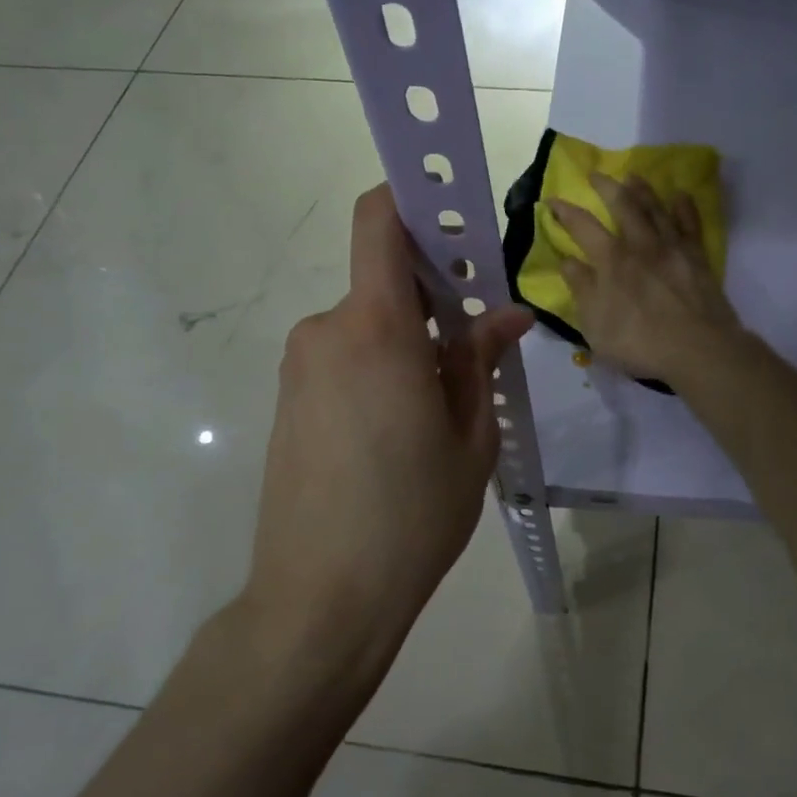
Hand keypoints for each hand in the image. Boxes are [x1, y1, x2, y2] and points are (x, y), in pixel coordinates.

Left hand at [245, 185, 532, 664]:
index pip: (377, 221)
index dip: (411, 198)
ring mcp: (299, 367)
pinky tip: (399, 430)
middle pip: (383, 281)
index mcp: (377, 329)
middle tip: (473, 347)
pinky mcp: (288, 400)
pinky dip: (378, 368)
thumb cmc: (412, 515)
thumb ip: (481, 361)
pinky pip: (343, 358)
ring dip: (406, 342)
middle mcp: (327, 331)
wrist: (320, 598)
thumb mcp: (470, 437)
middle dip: (432, 297)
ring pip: (367, 325)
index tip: (454, 217)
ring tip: (439, 406)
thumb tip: (507, 314)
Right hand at [549, 172, 745, 388]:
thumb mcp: (595, 324)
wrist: (696, 349)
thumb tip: (567, 261)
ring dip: (642, 190)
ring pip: (656, 208)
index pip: (582, 227)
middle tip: (595, 174)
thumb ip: (581, 289)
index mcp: (611, 260)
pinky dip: (684, 207)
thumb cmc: (638, 342)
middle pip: (623, 205)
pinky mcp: (697, 257)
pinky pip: (690, 224)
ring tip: (633, 176)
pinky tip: (680, 195)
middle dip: (606, 187)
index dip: (565, 211)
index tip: (552, 199)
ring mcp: (672, 248)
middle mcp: (640, 244)